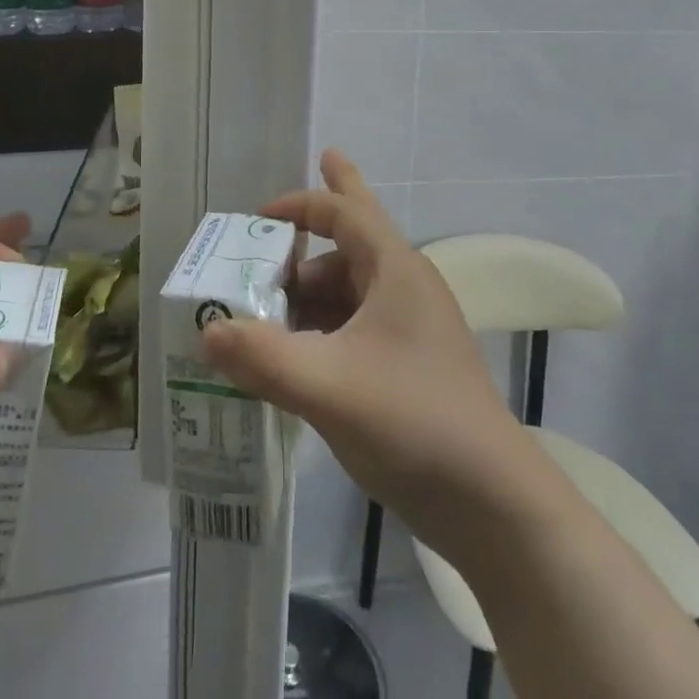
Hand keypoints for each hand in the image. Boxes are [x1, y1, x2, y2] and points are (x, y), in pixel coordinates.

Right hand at [201, 151, 530, 551]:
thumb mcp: (327, 386)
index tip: (259, 211)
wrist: (491, 502)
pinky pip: (355, 327)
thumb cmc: (412, 420)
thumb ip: (262, 357)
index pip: (345, 212)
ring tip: (262, 313)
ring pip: (350, 290)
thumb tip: (207, 330)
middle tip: (291, 196)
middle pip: (354, 239)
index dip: (301, 204)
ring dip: (309, 294)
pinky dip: (321, 329)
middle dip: (323, 219)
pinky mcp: (410, 365)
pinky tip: (292, 354)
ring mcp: (411, 328)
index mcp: (395, 270)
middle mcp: (405, 287)